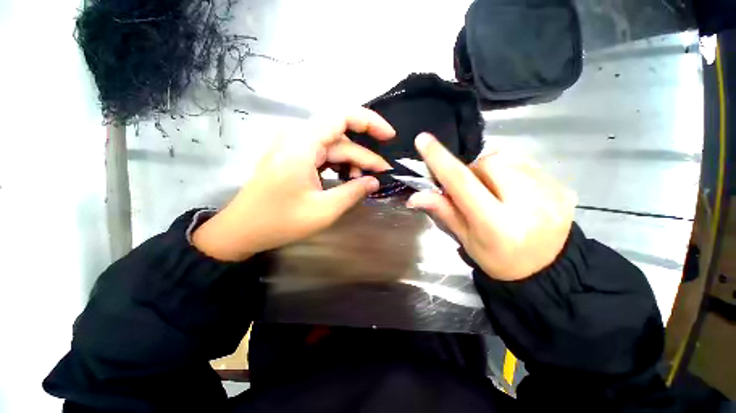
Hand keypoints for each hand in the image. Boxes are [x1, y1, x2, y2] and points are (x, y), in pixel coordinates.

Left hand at [193, 108, 394, 260]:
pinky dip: (337, 165)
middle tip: (382, 174)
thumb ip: (353, 192)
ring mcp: (293, 147)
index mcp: (302, 145)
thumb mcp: (324, 210)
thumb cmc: (280, 222)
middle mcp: (297, 138)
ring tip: (362, 181)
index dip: (370, 122)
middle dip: (364, 156)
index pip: (342, 117)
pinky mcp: (292, 157)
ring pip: (332, 147)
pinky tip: (345, 178)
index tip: (390, 137)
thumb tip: (375, 181)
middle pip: (340, 139)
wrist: (241, 230)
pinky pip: (322, 155)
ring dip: (351, 162)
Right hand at [406, 133, 575, 280]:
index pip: (462, 183)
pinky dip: (512, 173)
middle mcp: (527, 205)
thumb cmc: (498, 258)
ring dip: (492, 171)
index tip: (424, 140)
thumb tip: (415, 196)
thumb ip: (443, 211)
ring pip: (507, 159)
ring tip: (496, 192)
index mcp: (496, 225)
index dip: (440, 160)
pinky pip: (526, 164)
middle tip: (473, 190)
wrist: (547, 270)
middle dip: (473, 171)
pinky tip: (515, 193)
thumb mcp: (465, 239)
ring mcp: (551, 194)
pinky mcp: (563, 188)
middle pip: (488, 163)